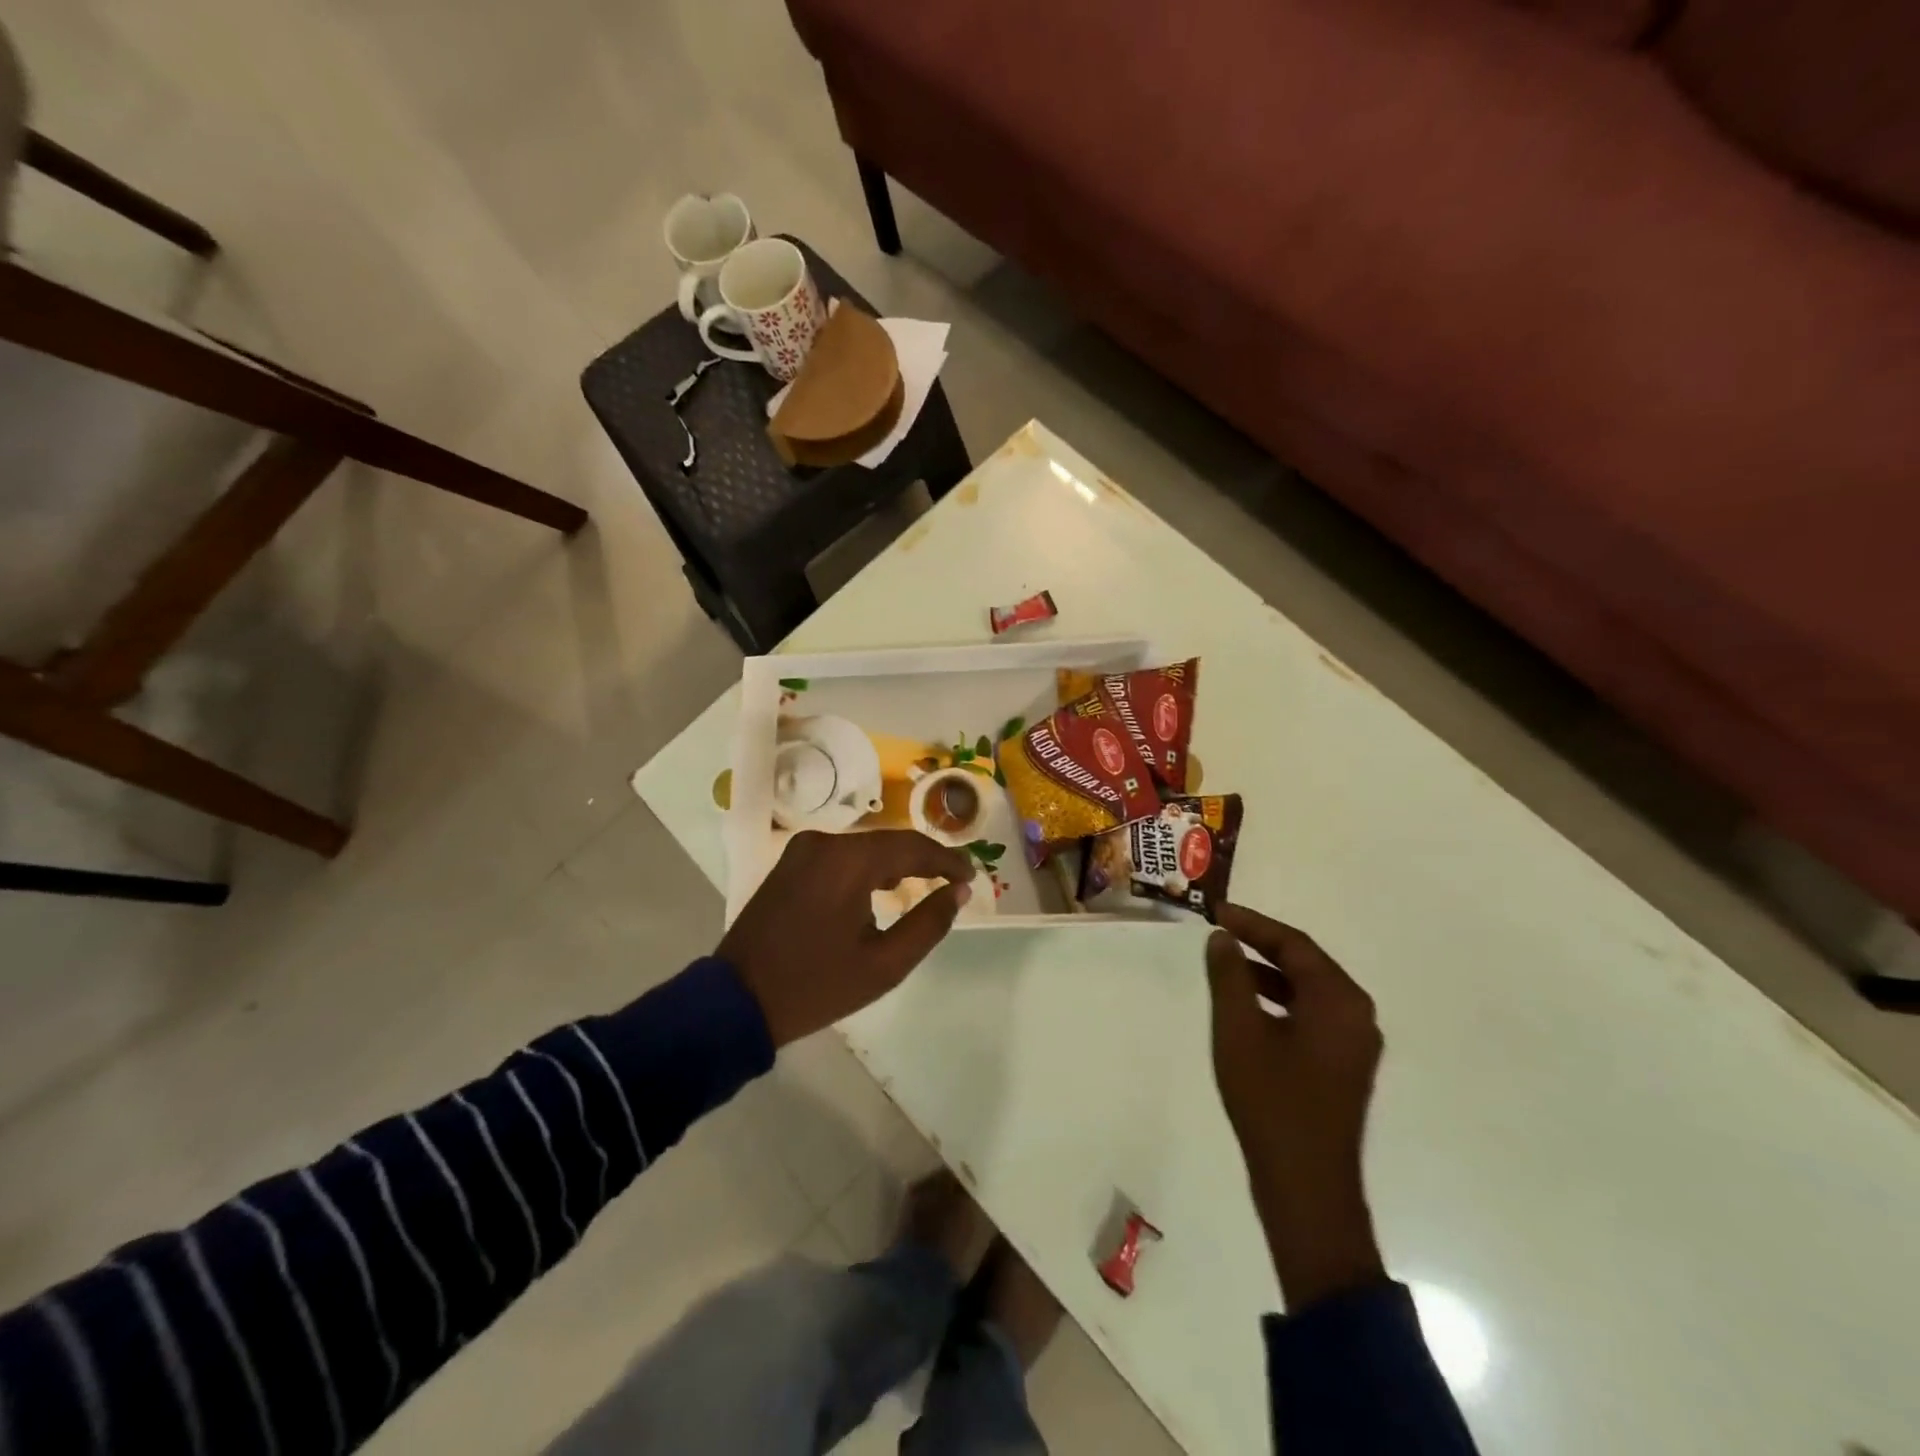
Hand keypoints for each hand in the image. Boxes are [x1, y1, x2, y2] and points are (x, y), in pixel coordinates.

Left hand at [720, 830, 974, 1046]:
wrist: (737, 1000)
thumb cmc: (816, 986)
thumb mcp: (884, 965)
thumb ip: (928, 923)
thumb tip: (958, 891)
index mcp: (848, 861)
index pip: (912, 846)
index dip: (947, 859)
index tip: (971, 876)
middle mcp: (824, 842)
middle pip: (888, 841)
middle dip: (923, 859)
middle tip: (953, 881)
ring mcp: (802, 850)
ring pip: (865, 847)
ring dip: (895, 863)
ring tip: (925, 884)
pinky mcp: (789, 863)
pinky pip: (841, 855)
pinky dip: (867, 867)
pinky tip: (882, 888)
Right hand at [1206, 902, 1386, 1309]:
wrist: (1307, 1185)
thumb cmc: (1271, 1100)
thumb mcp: (1238, 1030)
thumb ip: (1228, 976)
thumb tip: (1223, 938)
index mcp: (1339, 1000)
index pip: (1294, 944)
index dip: (1252, 923)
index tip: (1216, 912)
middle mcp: (1357, 1014)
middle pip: (1306, 963)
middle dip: (1261, 943)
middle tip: (1220, 930)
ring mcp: (1354, 1043)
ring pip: (1308, 990)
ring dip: (1268, 972)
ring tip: (1226, 962)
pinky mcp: (1344, 1065)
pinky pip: (1312, 1014)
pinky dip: (1280, 1000)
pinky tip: (1248, 1006)